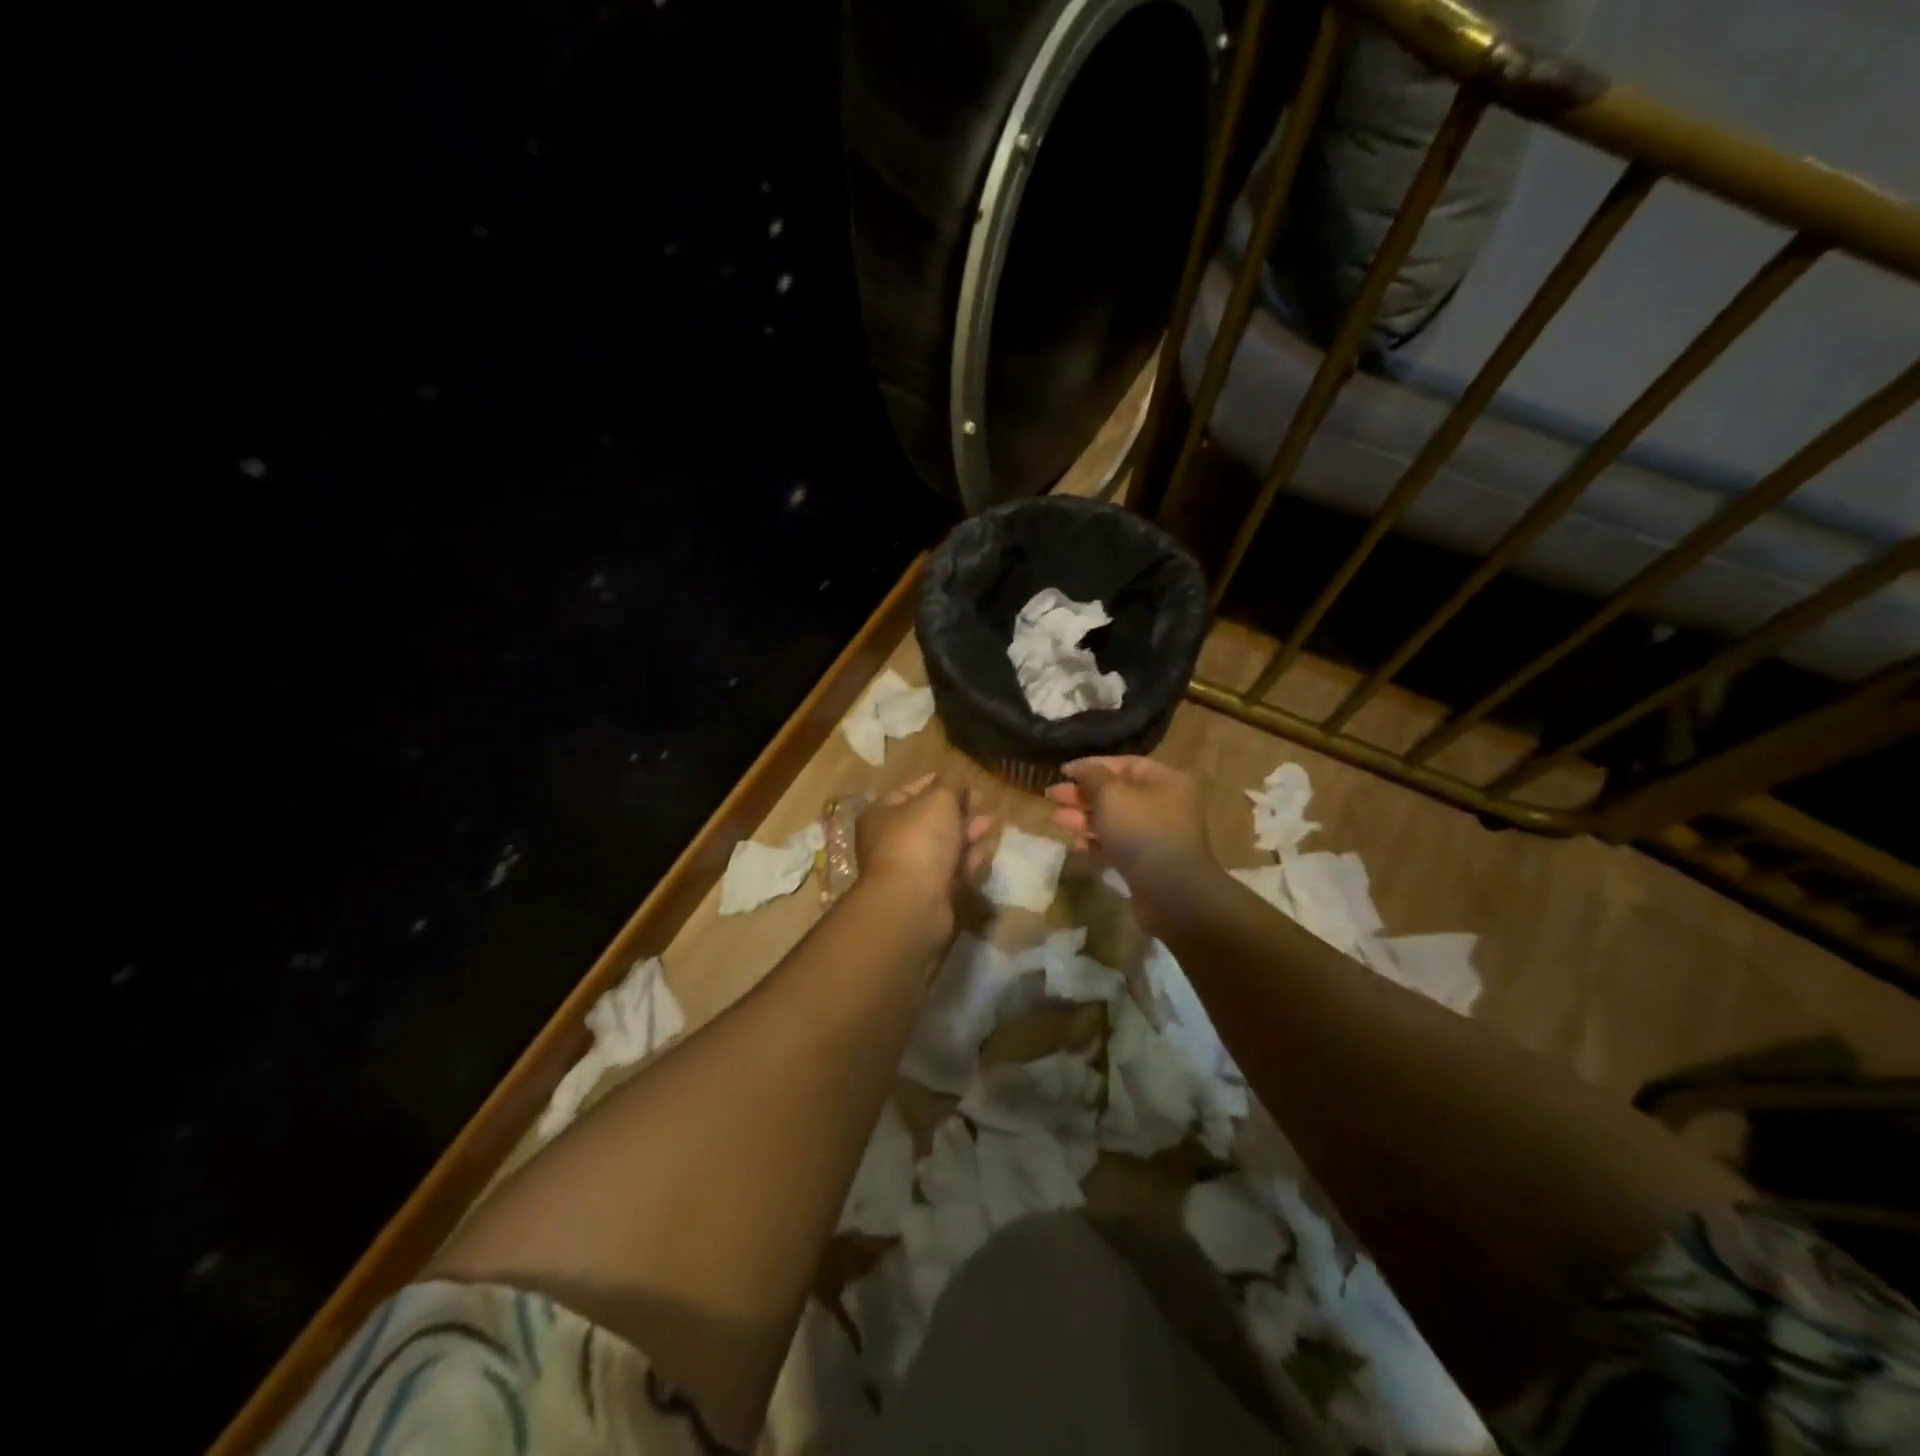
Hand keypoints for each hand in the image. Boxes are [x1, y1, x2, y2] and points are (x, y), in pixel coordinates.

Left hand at [856, 773, 992, 936]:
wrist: (913, 902)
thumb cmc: (919, 840)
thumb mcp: (938, 799)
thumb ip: (951, 784)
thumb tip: (956, 778)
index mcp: (882, 814)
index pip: (910, 790)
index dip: (938, 782)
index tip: (965, 779)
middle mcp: (891, 841)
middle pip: (929, 819)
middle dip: (958, 809)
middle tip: (982, 802)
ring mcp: (910, 869)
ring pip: (943, 845)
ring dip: (967, 834)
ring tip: (990, 824)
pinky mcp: (929, 893)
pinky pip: (952, 871)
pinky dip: (968, 861)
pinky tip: (984, 852)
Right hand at [1047, 756, 1215, 937]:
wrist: (1171, 892)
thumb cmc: (1142, 832)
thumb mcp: (1112, 796)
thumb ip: (1092, 777)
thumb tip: (1081, 768)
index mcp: (1164, 781)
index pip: (1124, 764)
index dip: (1091, 765)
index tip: (1062, 772)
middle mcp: (1163, 804)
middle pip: (1116, 792)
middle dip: (1082, 794)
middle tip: (1051, 796)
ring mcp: (1154, 835)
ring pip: (1113, 820)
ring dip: (1083, 818)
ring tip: (1055, 819)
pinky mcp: (1145, 862)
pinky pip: (1116, 845)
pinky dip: (1094, 842)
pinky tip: (1072, 843)